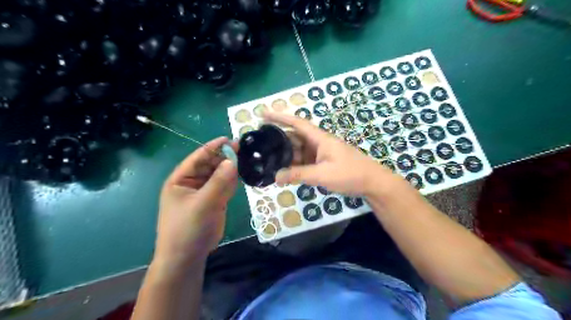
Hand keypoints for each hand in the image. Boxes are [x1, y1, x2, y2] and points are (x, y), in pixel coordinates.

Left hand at [153, 137, 237, 267]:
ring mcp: (204, 192)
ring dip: (231, 167)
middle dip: (225, 157)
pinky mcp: (215, 201)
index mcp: (181, 179)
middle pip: (211, 164)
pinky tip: (244, 173)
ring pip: (219, 175)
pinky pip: (225, 186)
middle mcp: (192, 182)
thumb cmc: (187, 228)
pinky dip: (233, 180)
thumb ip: (218, 182)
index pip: (198, 158)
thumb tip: (233, 160)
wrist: (188, 256)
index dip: (213, 147)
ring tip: (247, 158)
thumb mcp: (203, 203)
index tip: (230, 139)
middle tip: (244, 149)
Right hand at [264, 113, 399, 197]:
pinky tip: (286, 170)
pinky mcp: (324, 162)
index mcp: (320, 138)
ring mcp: (322, 152)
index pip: (297, 123)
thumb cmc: (349, 174)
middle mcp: (319, 142)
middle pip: (295, 136)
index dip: (280, 117)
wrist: (372, 182)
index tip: (263, 114)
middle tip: (260, 143)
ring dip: (286, 154)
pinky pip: (305, 160)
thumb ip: (298, 174)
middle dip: (279, 138)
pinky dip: (295, 164)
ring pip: (299, 149)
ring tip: (269, 159)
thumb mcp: (322, 174)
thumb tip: (276, 177)